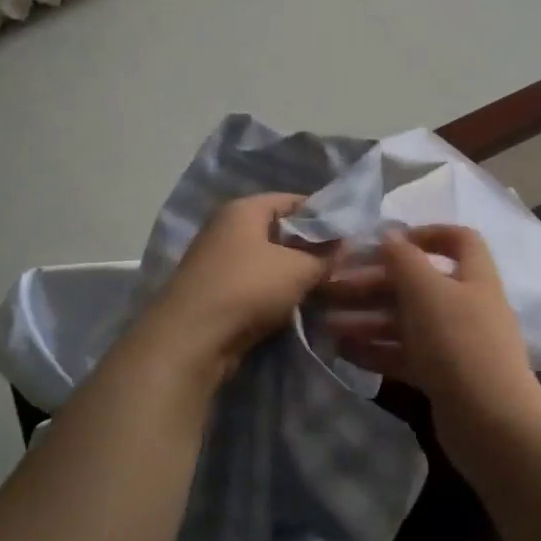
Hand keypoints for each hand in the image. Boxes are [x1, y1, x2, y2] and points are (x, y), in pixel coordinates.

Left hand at [145, 193, 333, 377]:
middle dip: (309, 246)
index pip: (293, 200)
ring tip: (323, 286)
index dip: (323, 216)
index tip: (349, 235)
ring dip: (292, 272)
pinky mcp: (214, 290)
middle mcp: (226, 227)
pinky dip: (274, 290)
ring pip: (267, 259)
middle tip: (340, 263)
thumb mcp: (299, 270)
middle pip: (279, 230)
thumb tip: (344, 246)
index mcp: (244, 209)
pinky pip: (254, 282)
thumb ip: (326, 256)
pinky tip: (296, 305)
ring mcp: (217, 259)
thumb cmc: (248, 288)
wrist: (192, 339)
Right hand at [324, 225, 540, 422]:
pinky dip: (376, 350)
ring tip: (329, 326)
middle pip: (419, 284)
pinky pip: (405, 355)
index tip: (387, 243)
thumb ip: (404, 259)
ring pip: (407, 322)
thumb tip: (389, 236)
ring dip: (368, 319)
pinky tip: (344, 352)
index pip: (459, 240)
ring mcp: (456, 344)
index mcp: (474, 277)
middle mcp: (467, 305)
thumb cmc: (458, 342)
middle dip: (375, 284)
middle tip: (334, 289)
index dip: (426, 233)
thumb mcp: (426, 291)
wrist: (491, 422)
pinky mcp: (443, 377)